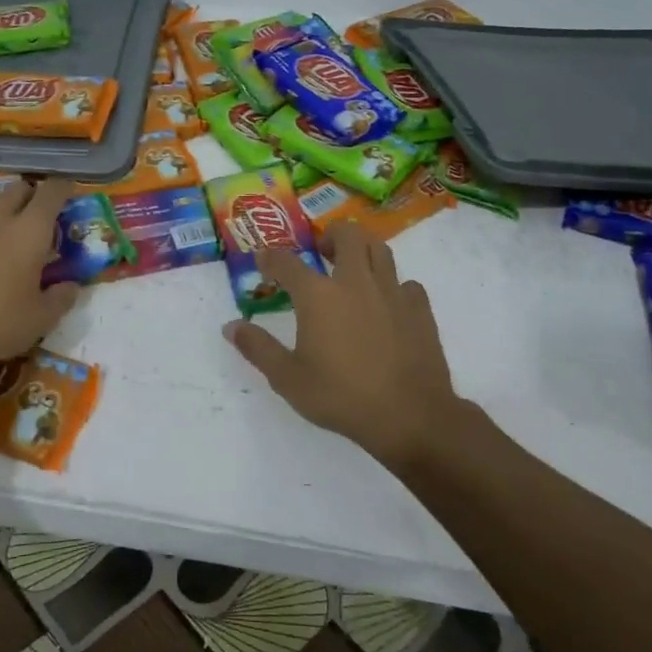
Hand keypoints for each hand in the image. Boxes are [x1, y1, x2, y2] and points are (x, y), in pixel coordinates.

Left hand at [0, 179, 81, 369]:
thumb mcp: (42, 319)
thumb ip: (62, 297)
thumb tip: (71, 285)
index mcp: (30, 231)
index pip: (52, 192)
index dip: (64, 188)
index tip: (70, 194)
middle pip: (19, 188)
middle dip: (33, 195)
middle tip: (41, 216)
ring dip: (0, 201)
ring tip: (5, 217)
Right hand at [222, 223, 458, 467]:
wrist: (410, 416)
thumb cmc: (342, 396)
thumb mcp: (288, 379)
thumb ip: (258, 349)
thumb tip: (231, 327)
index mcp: (318, 296)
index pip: (287, 262)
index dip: (271, 258)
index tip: (263, 260)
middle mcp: (355, 282)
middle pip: (346, 235)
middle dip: (330, 235)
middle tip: (321, 253)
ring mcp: (392, 292)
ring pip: (380, 250)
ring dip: (363, 251)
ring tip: (354, 268)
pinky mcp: (419, 308)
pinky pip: (407, 283)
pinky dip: (394, 286)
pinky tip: (388, 304)